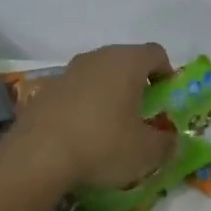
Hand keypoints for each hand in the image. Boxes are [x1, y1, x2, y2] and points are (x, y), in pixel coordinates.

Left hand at [12, 43, 175, 188]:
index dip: (166, 73)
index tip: (166, 98)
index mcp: (127, 62)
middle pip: (126, 61)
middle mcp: (98, 57)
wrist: (37, 157)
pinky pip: (75, 91)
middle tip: (142, 113)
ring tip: (111, 125)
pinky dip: (84, 105)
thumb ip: (167, 144)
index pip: (156, 53)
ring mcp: (68, 71)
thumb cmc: (103, 145)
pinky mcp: (45, 90)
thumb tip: (173, 141)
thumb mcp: (147, 153)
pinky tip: (82, 134)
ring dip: (109, 93)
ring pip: (98, 75)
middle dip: (137, 83)